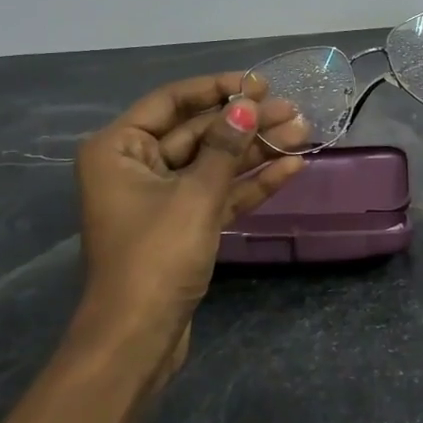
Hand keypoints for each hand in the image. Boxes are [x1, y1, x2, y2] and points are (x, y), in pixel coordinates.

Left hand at [74, 71, 307, 375]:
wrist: (137, 338)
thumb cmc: (155, 257)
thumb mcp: (194, 196)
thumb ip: (224, 147)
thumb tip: (247, 104)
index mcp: (119, 149)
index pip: (172, 102)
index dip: (217, 89)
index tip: (258, 83)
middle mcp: (135, 166)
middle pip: (198, 133)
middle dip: (245, 122)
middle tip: (293, 110)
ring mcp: (161, 199)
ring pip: (213, 165)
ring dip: (255, 151)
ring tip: (303, 132)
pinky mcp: (183, 227)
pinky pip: (218, 195)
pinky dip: (250, 184)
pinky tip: (290, 168)